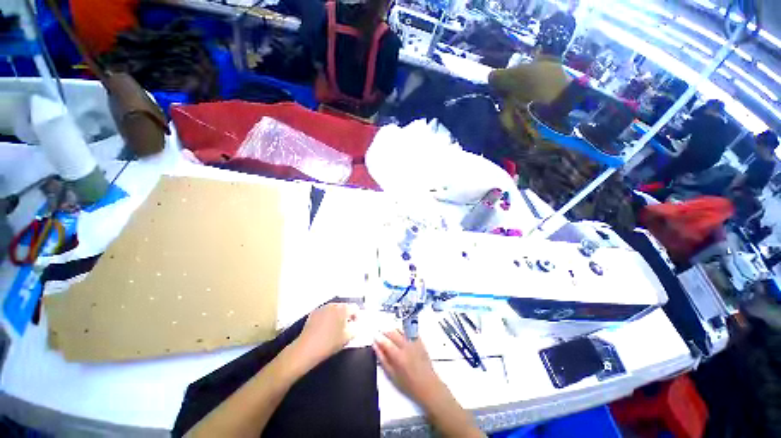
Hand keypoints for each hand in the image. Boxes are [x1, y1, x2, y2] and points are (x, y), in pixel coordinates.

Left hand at [290, 303, 359, 370]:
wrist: (306, 349)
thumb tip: (355, 324)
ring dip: (337, 315)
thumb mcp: (348, 337)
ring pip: (334, 309)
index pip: (355, 308)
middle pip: (344, 307)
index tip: (355, 324)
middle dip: (346, 315)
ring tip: (335, 328)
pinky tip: (325, 328)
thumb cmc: (330, 343)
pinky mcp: (313, 313)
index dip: (357, 315)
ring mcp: (322, 308)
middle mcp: (333, 305)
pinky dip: (328, 317)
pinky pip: (325, 312)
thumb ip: (355, 328)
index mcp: (343, 309)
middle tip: (346, 326)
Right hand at [373, 330, 445, 407]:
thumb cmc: (408, 384)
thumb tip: (375, 346)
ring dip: (394, 331)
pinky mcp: (420, 342)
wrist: (428, 385)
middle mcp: (406, 346)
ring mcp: (414, 342)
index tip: (374, 336)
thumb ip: (383, 359)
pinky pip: (410, 332)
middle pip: (393, 333)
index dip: (379, 338)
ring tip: (390, 335)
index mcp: (398, 356)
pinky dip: (404, 331)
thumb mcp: (392, 375)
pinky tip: (402, 335)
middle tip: (381, 334)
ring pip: (401, 331)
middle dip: (385, 332)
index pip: (386, 342)